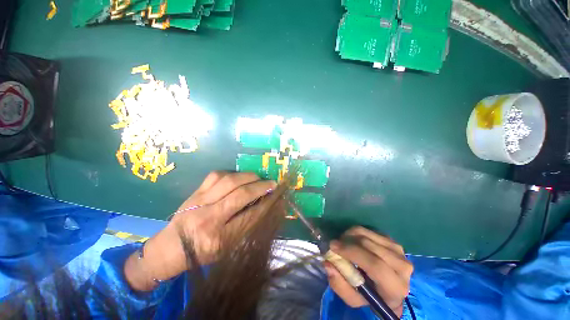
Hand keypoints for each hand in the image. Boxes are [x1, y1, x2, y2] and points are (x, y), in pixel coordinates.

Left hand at [171, 171, 275, 263]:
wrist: (170, 248)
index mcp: (219, 238)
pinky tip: (239, 177)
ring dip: (248, 177)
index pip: (250, 216)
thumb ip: (247, 228)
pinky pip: (216, 175)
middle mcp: (209, 218)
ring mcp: (200, 202)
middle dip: (260, 187)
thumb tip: (266, 207)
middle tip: (271, 183)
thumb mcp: (228, 248)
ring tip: (257, 178)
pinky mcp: (195, 192)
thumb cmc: (202, 253)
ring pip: (229, 181)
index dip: (267, 203)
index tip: (276, 196)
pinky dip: (232, 173)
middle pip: (240, 195)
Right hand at [324, 227, 412, 316]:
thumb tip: (327, 263)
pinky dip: (356, 232)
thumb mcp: (354, 299)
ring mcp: (398, 250)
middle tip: (334, 244)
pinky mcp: (392, 240)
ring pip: (367, 234)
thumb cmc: (371, 296)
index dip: (352, 252)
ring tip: (342, 243)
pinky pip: (369, 230)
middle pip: (369, 245)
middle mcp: (402, 266)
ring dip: (349, 235)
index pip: (375, 265)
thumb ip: (339, 284)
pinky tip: (352, 241)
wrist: (390, 288)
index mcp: (396, 287)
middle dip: (347, 242)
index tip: (333, 247)